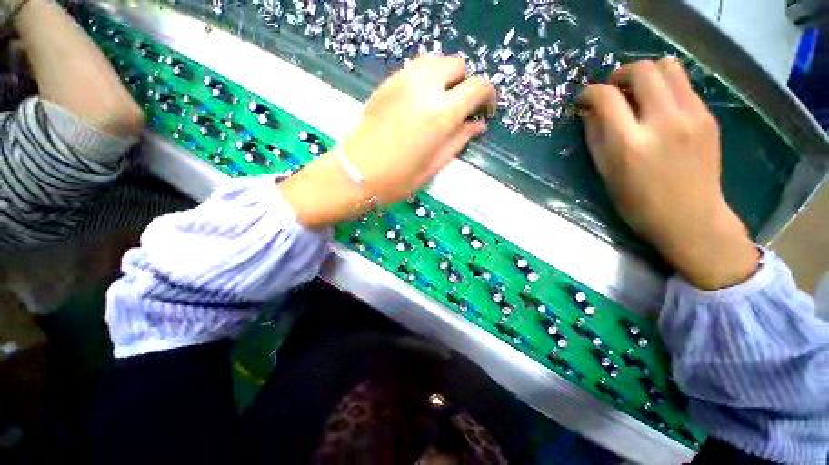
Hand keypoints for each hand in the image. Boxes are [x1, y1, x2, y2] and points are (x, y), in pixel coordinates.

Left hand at [280, 56, 495, 228]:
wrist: (356, 173)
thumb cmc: (397, 179)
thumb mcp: (434, 166)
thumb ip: (458, 141)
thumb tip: (477, 125)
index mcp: (441, 114)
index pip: (478, 86)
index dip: (487, 96)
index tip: (484, 111)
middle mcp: (424, 88)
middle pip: (457, 65)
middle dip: (464, 84)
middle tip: (459, 109)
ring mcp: (403, 81)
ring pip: (436, 61)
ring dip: (444, 78)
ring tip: (440, 103)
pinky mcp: (387, 83)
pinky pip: (415, 69)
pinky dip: (425, 79)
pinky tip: (419, 102)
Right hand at [579, 58, 757, 289]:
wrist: (690, 218)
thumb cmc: (638, 203)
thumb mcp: (606, 173)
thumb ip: (595, 138)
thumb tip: (589, 112)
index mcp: (630, 144)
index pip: (606, 98)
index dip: (589, 92)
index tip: (583, 99)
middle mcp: (663, 122)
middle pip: (642, 70)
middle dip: (619, 74)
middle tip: (612, 89)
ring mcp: (691, 117)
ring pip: (669, 67)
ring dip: (646, 73)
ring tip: (637, 91)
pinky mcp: (708, 117)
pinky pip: (684, 85)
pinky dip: (666, 87)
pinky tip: (658, 107)